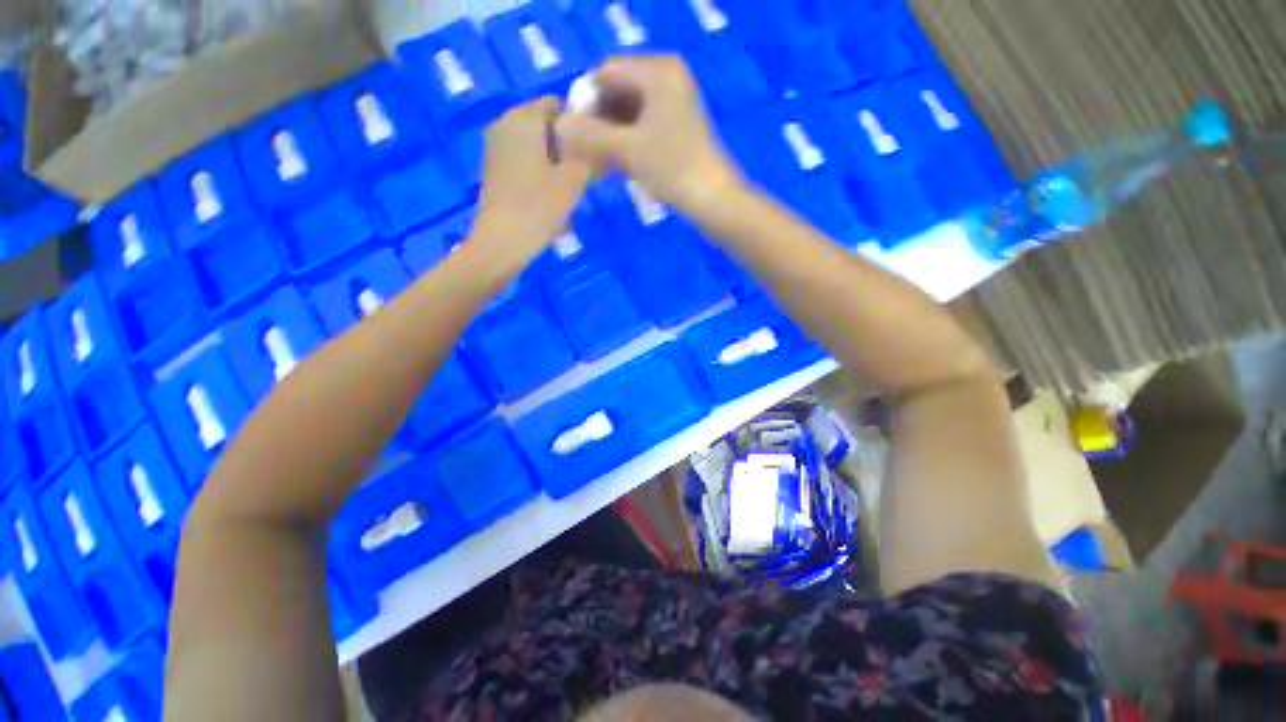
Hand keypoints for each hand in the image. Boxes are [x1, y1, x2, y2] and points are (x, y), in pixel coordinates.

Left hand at [471, 98, 592, 276]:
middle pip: (545, 126)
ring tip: (568, 192)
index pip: (557, 104)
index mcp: (524, 117)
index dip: (579, 123)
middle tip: (583, 175)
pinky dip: (540, 175)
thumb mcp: (576, 178)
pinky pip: (524, 163)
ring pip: (535, 147)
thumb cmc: (540, 205)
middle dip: (566, 147)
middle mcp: (505, 124)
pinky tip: (550, 200)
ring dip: (555, 164)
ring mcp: (496, 149)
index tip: (592, 150)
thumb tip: (598, 144)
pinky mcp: (494, 171)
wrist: (503, 241)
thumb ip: (589, 154)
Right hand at [555, 56, 744, 213]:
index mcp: (659, 72)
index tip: (573, 133)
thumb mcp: (628, 150)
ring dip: (609, 136)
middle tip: (582, 151)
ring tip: (594, 163)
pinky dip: (626, 144)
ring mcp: (674, 105)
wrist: (714, 201)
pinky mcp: (677, 129)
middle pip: (618, 92)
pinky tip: (613, 166)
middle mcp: (667, 79)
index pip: (606, 73)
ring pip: (629, 113)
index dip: (585, 101)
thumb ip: (590, 135)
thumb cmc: (673, 169)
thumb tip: (558, 124)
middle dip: (597, 121)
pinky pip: (642, 128)